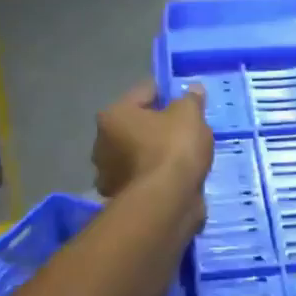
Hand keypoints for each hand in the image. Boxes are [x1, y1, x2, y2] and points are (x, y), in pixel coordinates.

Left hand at [92, 82, 213, 225]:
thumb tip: (192, 90)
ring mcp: (109, 175)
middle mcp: (102, 143)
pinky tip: (179, 178)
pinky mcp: (122, 200)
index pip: (144, 92)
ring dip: (158, 154)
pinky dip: (159, 178)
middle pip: (138, 125)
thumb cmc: (172, 149)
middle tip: (188, 130)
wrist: (165, 204)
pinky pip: (146, 178)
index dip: (168, 93)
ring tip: (187, 156)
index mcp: (113, 115)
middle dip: (160, 127)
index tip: (188, 100)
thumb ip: (190, 99)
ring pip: (140, 154)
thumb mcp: (189, 115)